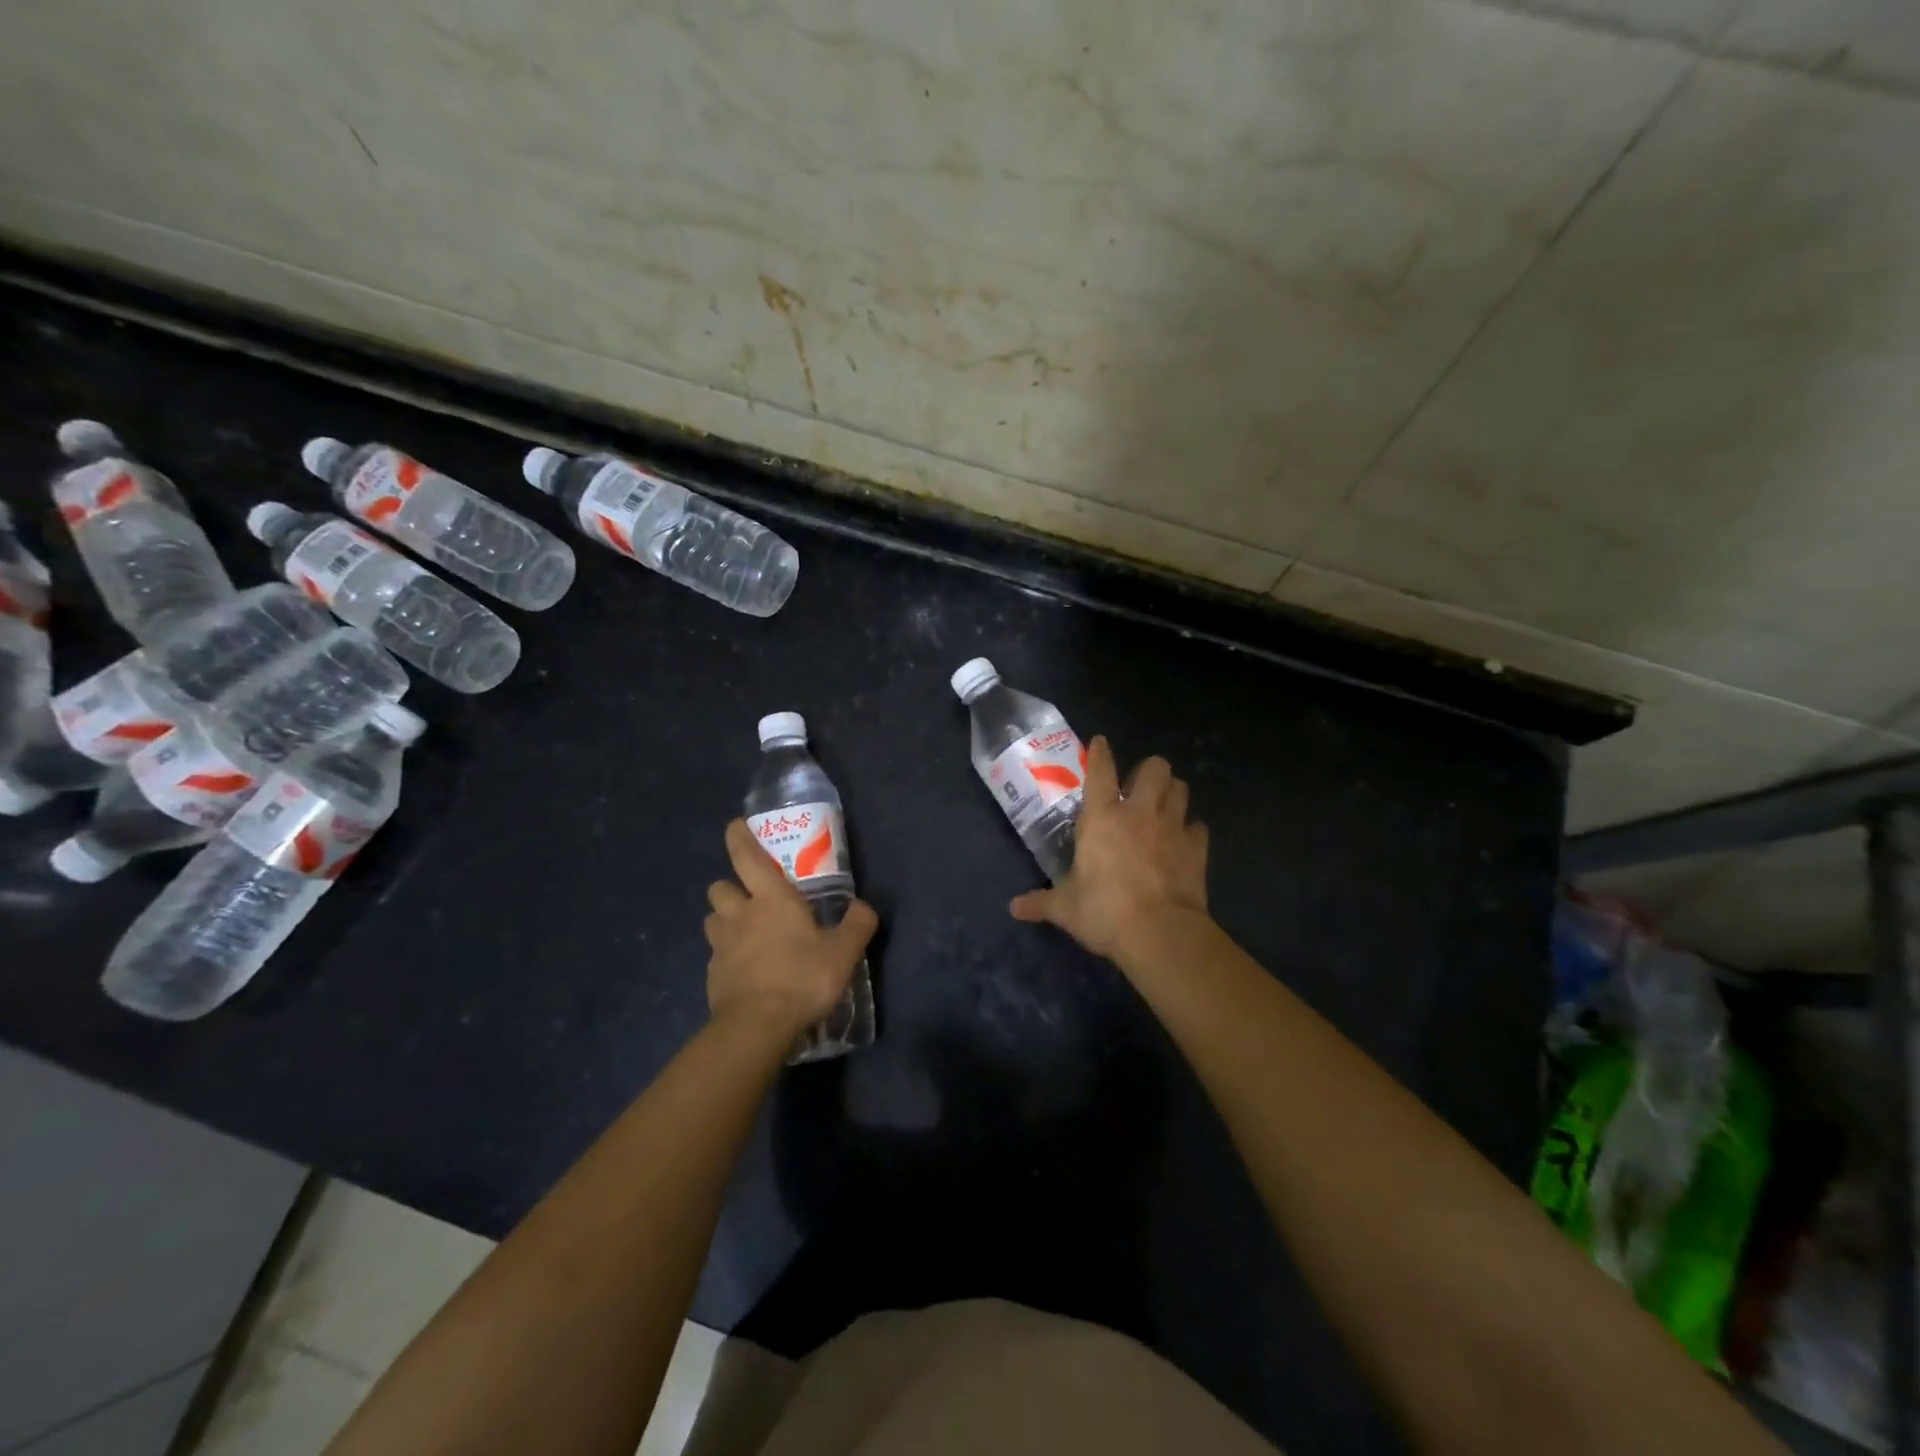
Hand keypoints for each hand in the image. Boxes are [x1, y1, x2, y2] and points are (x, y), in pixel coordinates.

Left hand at [705, 819, 877, 1040]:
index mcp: (771, 899)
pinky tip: (744, 969)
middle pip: (720, 886)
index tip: (735, 825)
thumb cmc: (803, 977)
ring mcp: (721, 946)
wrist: (758, 1025)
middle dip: (730, 886)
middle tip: (749, 897)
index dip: (738, 838)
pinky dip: (726, 955)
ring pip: (712, 919)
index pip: (747, 857)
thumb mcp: (844, 952)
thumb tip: (864, 907)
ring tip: (743, 931)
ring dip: (724, 919)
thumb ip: (857, 925)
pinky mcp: (713, 975)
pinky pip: (715, 954)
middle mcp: (740, 914)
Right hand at [1009, 737, 1208, 961]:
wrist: (1160, 933)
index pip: (1100, 771)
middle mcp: (1139, 812)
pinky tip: (1183, 841)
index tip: (1101, 742)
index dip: (1101, 752)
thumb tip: (1014, 908)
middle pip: (1155, 767)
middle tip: (1138, 789)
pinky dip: (1191, 830)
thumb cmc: (1105, 912)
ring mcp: (1172, 827)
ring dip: (1172, 792)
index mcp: (1102, 818)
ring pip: (1181, 789)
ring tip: (1163, 806)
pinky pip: (1198, 827)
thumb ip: (1041, 903)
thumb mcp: (1066, 909)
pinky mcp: (1197, 848)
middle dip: (1148, 771)